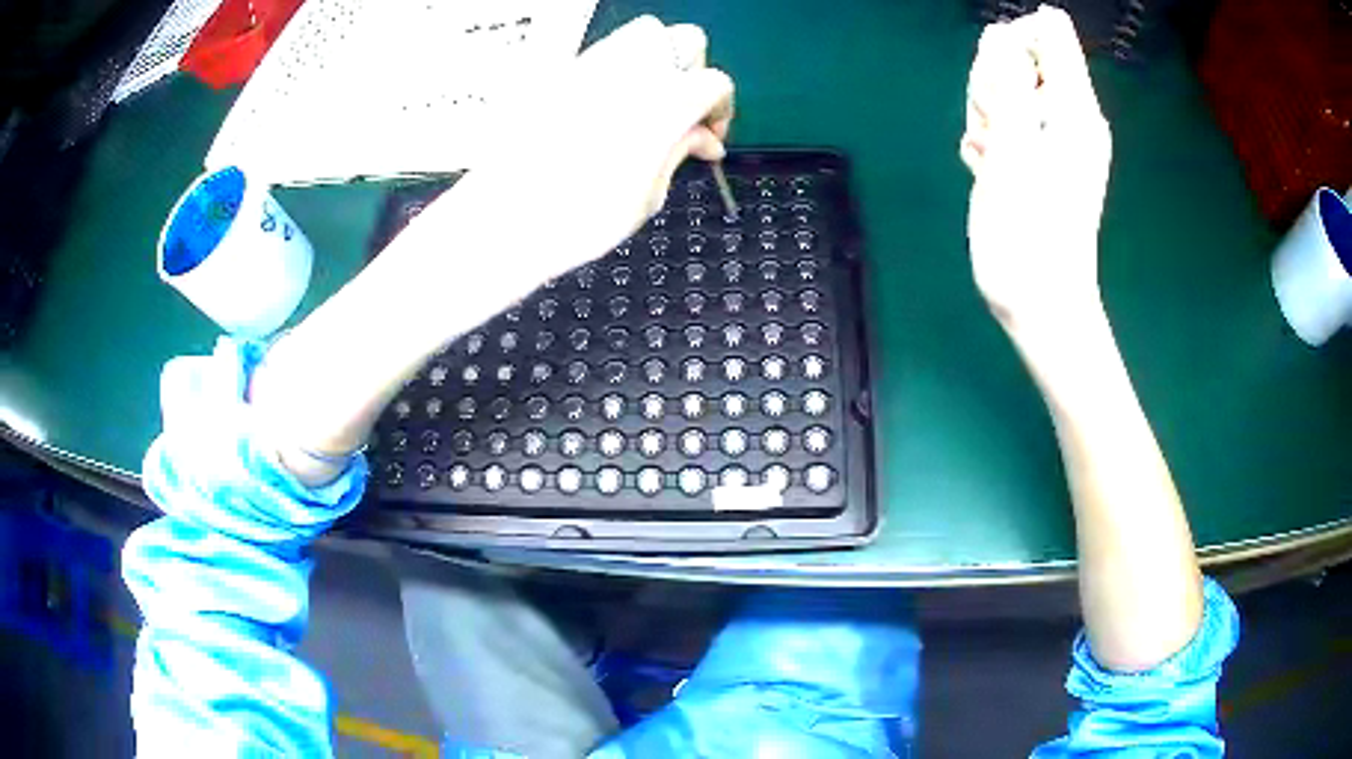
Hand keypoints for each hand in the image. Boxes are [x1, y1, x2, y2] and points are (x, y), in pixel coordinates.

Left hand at [434, 15, 734, 281]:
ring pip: (644, 34)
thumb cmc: (578, 218)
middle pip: (685, 40)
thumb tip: (703, 138)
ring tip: (648, 104)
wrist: (504, 218)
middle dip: (694, 71)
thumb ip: (681, 153)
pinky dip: (620, 70)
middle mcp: (632, 69)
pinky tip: (611, 108)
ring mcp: (592, 64)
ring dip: (657, 61)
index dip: (721, 110)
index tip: (709, 137)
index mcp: (665, 100)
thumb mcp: (648, 195)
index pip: (715, 82)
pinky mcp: (561, 73)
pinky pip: (604, 53)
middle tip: (683, 111)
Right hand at [960, 6, 1111, 333]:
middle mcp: (1067, 114)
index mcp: (1073, 105)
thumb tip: (1001, 35)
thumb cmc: (1029, 231)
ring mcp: (1051, 138)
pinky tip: (989, 172)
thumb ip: (1007, 83)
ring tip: (990, 159)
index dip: (1011, 40)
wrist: (1040, 303)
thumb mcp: (1013, 148)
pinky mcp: (1036, 159)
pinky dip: (989, 142)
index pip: (1048, 31)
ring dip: (985, 116)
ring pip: (1004, 91)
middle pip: (1018, 56)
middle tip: (994, 132)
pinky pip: (1004, 124)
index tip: (998, 80)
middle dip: (992, 83)